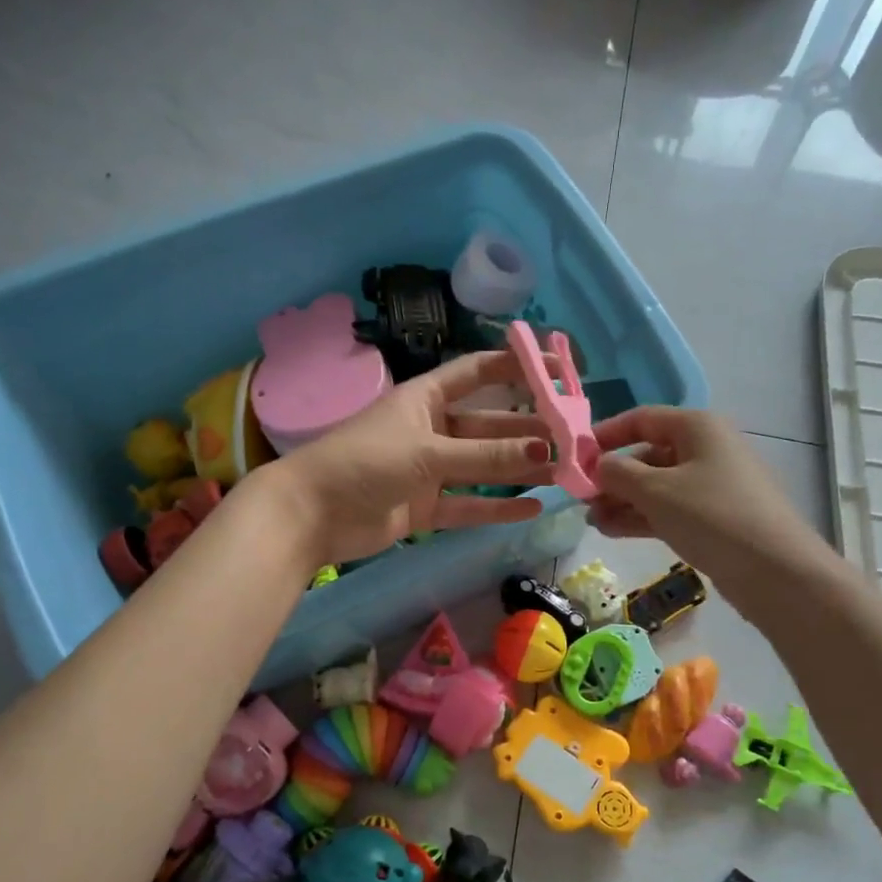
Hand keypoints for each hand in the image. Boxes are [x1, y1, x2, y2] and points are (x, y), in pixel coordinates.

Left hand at [262, 351, 550, 567]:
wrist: (311, 514)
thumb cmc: (364, 463)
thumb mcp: (427, 453)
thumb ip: (484, 455)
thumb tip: (543, 450)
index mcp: (424, 399)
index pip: (478, 373)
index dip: (515, 367)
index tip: (556, 367)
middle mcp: (429, 430)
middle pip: (487, 426)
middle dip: (526, 430)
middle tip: (570, 437)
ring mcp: (426, 471)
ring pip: (481, 467)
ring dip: (517, 469)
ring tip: (561, 471)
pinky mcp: (422, 507)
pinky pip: (466, 504)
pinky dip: (495, 507)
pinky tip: (531, 508)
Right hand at [589, 406, 825, 583]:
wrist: (775, 571)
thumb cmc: (711, 516)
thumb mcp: (655, 490)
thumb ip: (618, 473)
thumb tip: (598, 466)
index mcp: (697, 427)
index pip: (642, 419)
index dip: (606, 434)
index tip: (576, 457)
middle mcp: (706, 449)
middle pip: (647, 454)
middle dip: (612, 476)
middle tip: (581, 499)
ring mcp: (711, 485)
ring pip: (656, 486)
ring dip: (622, 501)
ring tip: (591, 521)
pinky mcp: (714, 518)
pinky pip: (669, 509)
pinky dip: (642, 517)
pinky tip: (612, 531)